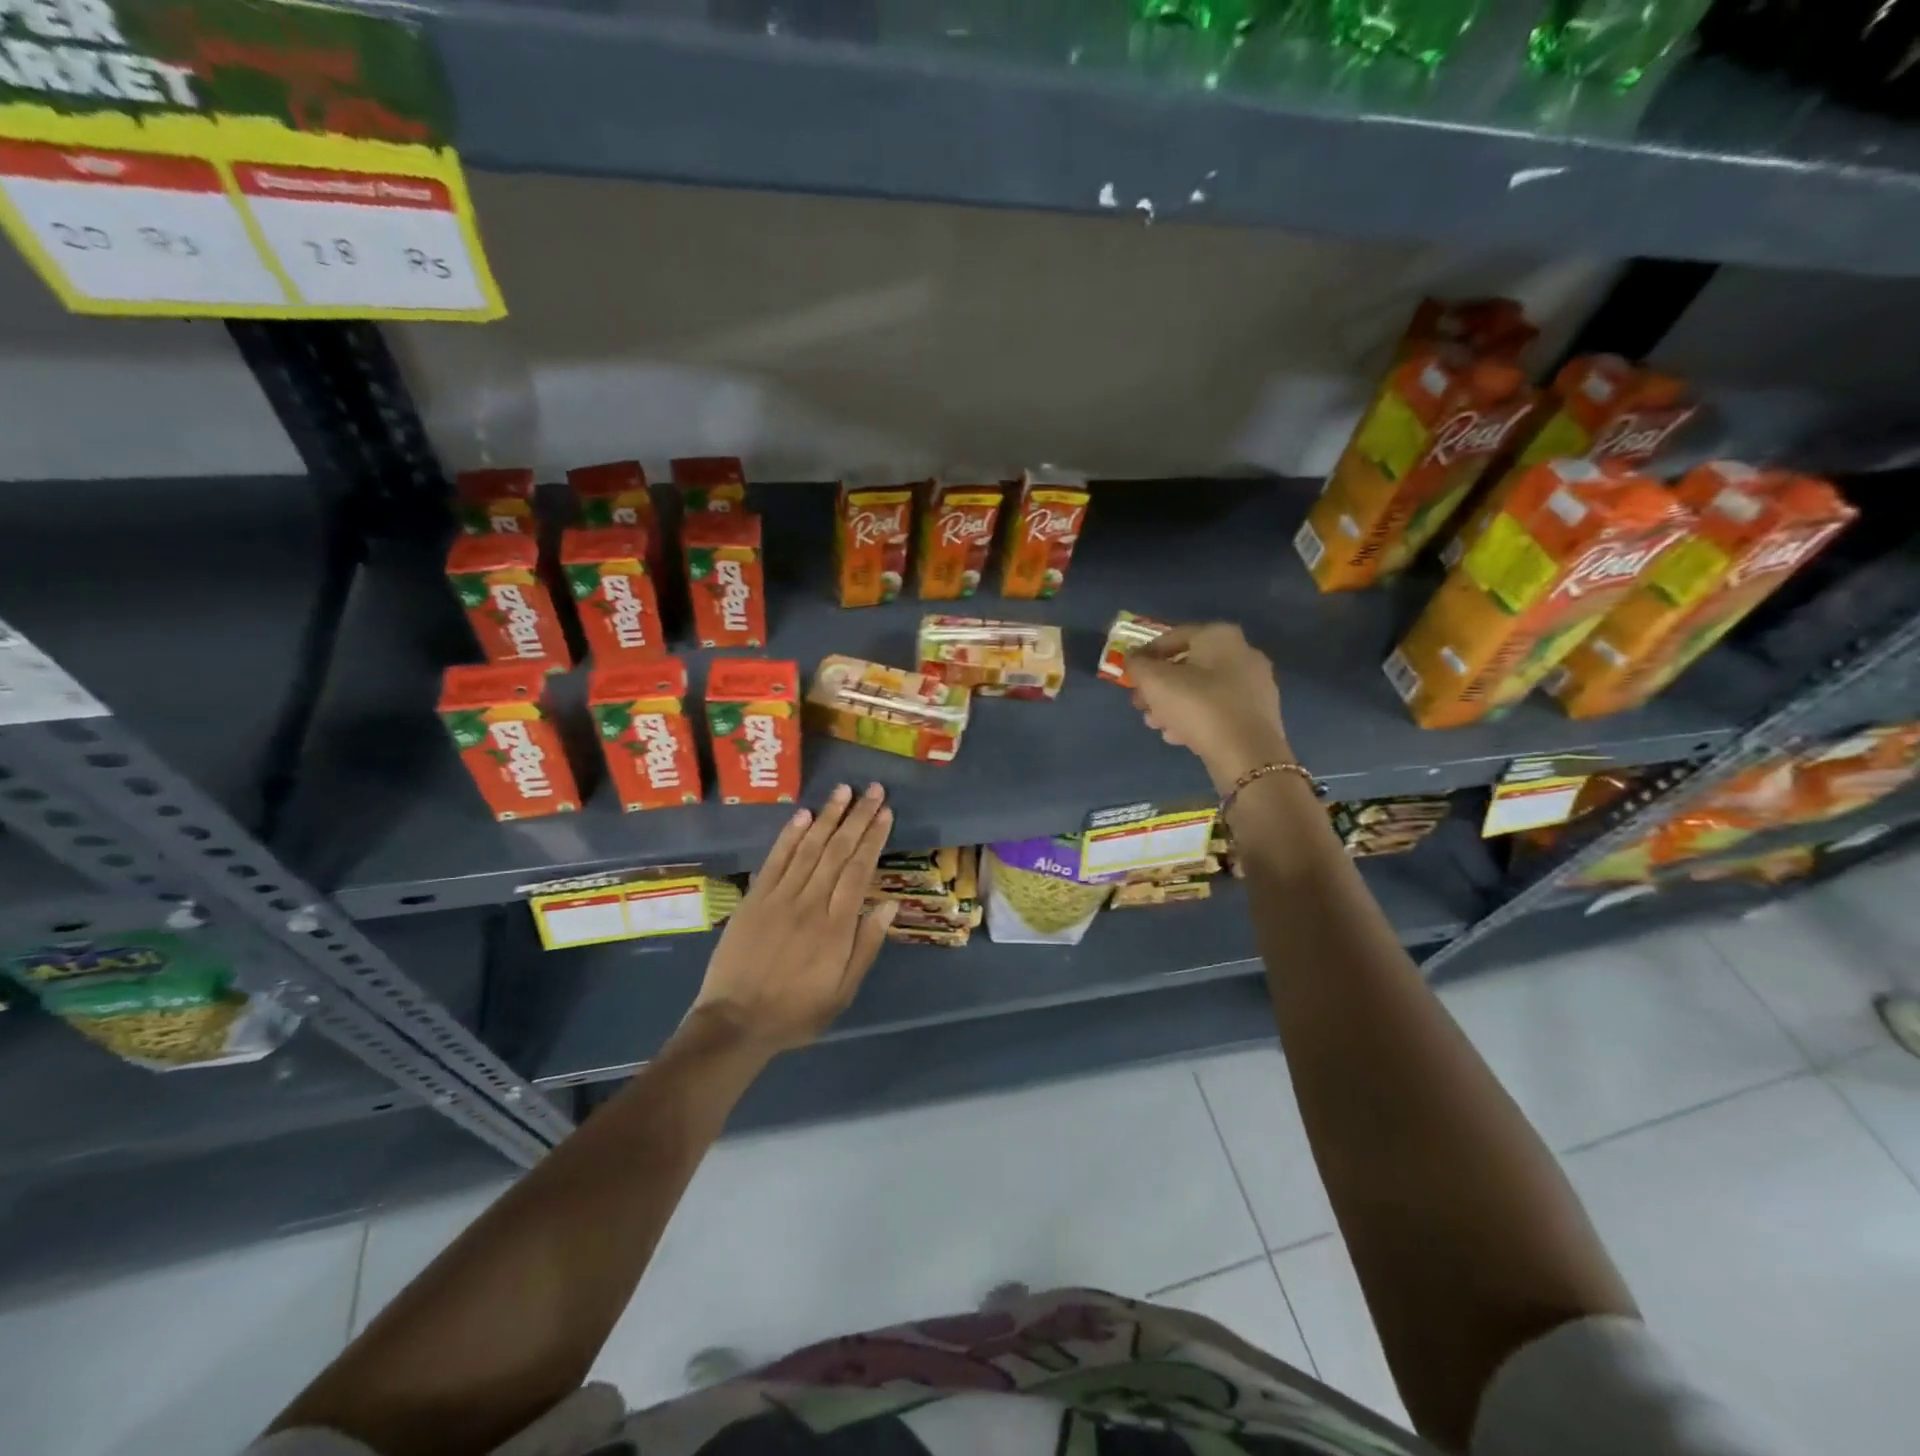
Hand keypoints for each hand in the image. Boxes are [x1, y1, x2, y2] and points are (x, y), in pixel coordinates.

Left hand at [685, 783, 896, 1056]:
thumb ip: (867, 946)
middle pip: (837, 851)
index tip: (885, 813)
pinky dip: (790, 835)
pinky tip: (804, 814)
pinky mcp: (754, 899)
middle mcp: (810, 904)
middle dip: (857, 817)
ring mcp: (779, 898)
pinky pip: (775, 860)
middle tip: (874, 790)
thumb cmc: (796, 1012)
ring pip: (809, 848)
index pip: (859, 870)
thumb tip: (890, 904)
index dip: (873, 839)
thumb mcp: (843, 991)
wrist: (735, 1022)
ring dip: (828, 816)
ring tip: (844, 790)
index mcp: (836, 927)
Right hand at [1127, 623, 1290, 790]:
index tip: (1130, 673)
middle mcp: (1243, 652)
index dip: (1146, 654)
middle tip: (1140, 703)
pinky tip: (1177, 736)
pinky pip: (1219, 708)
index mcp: (1220, 636)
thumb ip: (1138, 665)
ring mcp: (1255, 684)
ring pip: (1202, 689)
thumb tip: (1133, 658)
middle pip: (1188, 665)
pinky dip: (1196, 717)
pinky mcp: (1259, 713)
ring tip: (1155, 723)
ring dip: (1173, 704)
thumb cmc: (1198, 706)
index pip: (1173, 636)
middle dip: (1159, 685)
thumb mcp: (1155, 682)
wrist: (1247, 754)